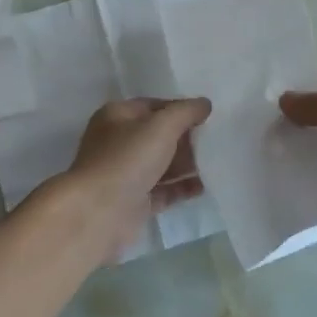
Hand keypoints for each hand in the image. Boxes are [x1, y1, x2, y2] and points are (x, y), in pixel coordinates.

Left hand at [51, 97, 210, 261]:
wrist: (98, 212)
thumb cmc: (128, 159)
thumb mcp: (161, 126)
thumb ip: (185, 112)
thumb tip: (205, 104)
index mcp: (117, 116)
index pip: (154, 105)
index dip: (181, 108)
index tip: (209, 116)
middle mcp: (118, 142)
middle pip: (159, 136)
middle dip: (187, 138)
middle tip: (217, 141)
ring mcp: (125, 174)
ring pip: (162, 164)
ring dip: (187, 164)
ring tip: (217, 163)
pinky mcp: (134, 202)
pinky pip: (163, 190)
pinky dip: (182, 188)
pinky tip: (205, 186)